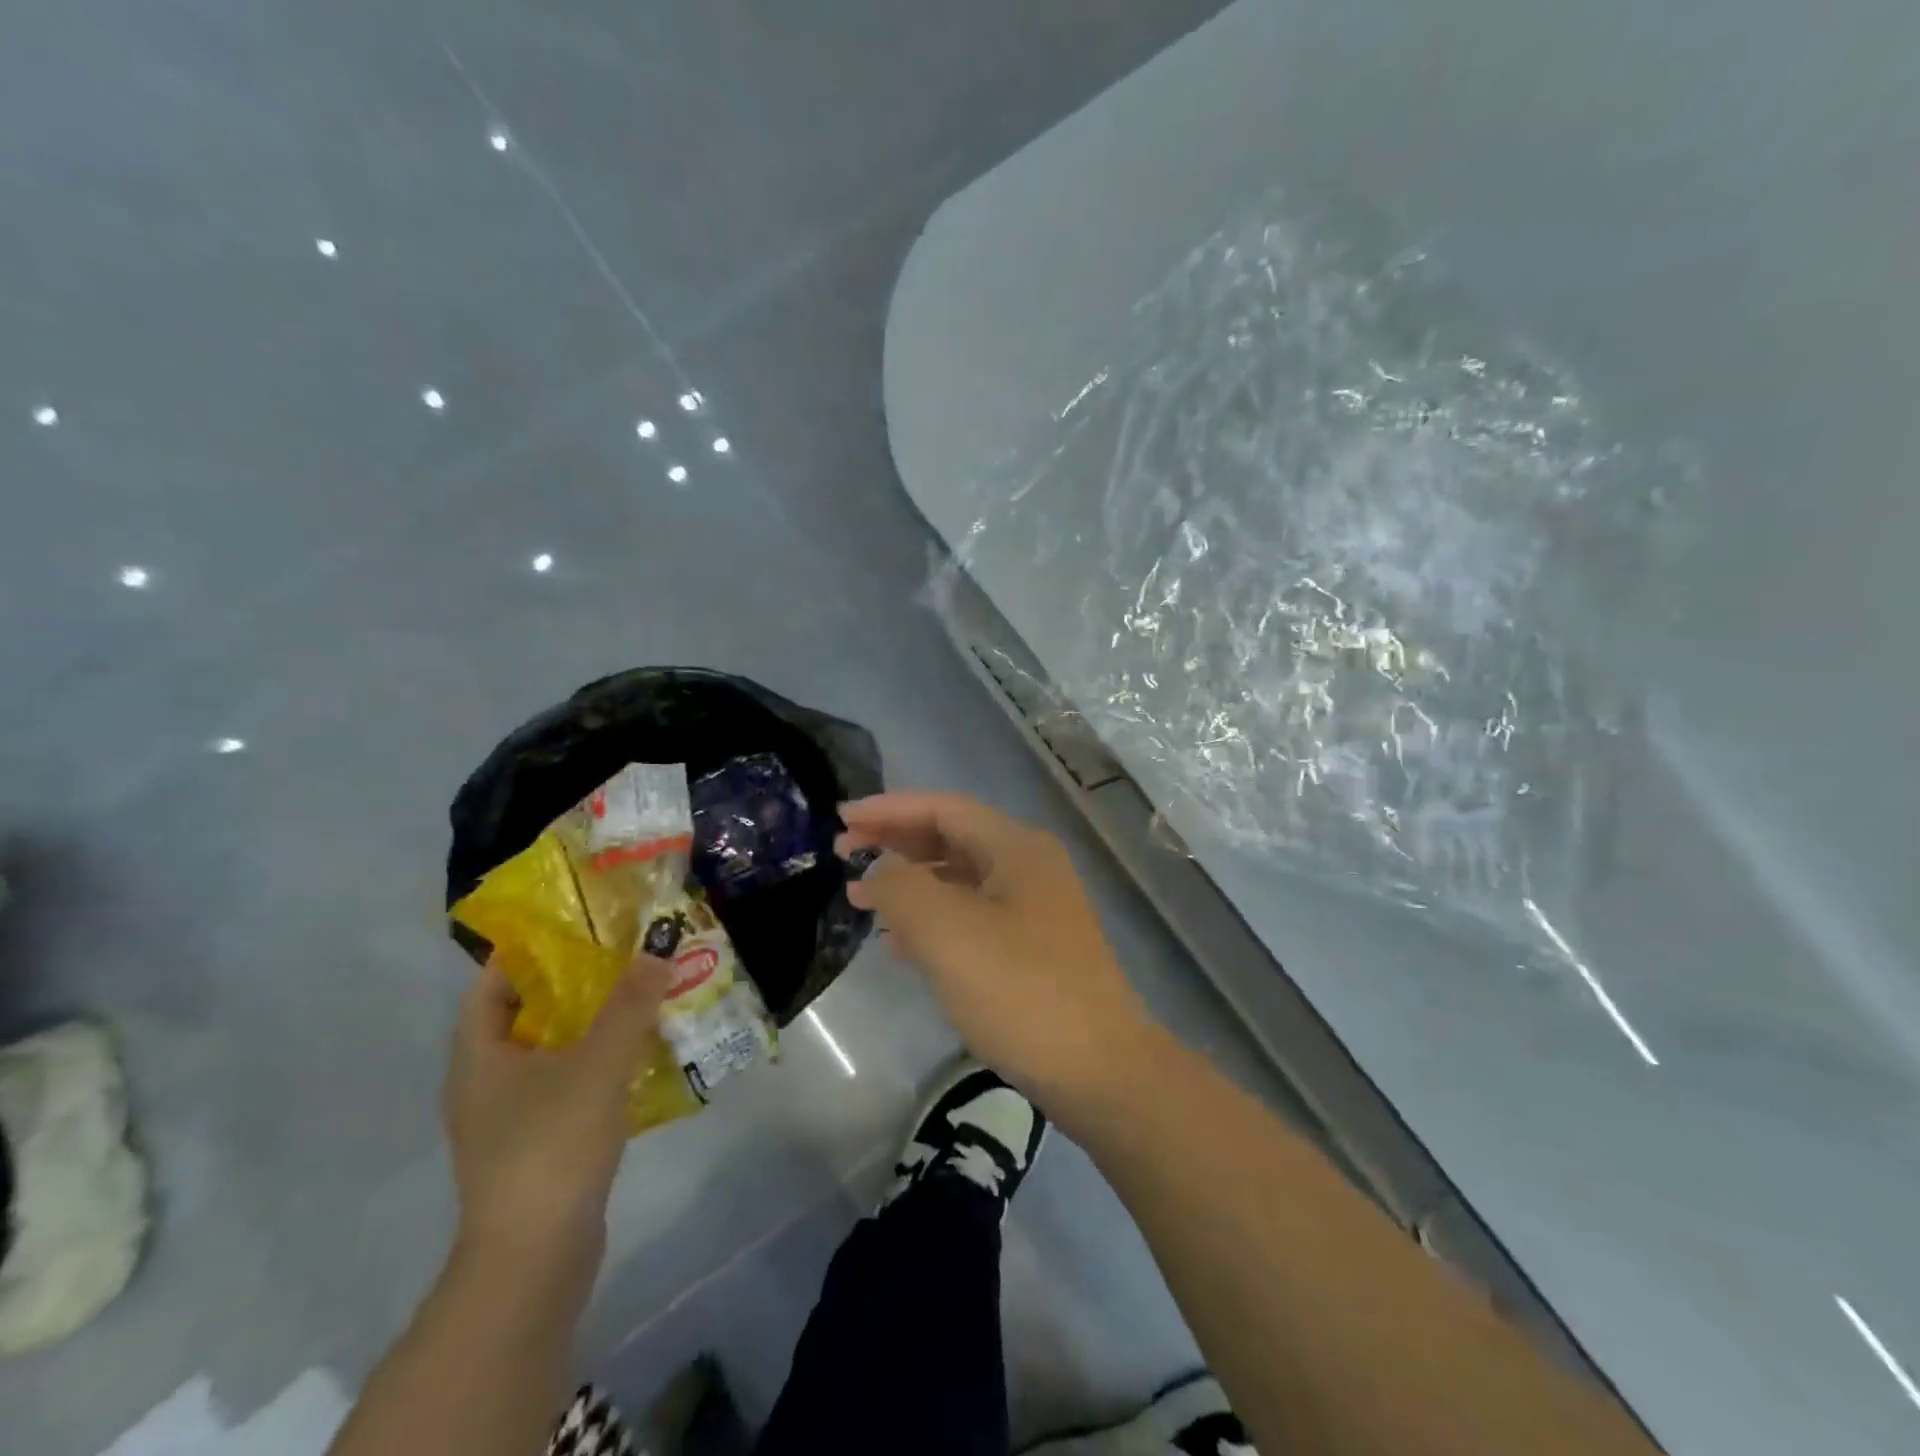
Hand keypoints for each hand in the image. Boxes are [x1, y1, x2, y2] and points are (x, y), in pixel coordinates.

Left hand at [441, 958, 671, 1264]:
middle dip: (572, 984)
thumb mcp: (597, 1064)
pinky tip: (638, 1057)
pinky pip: (566, 1086)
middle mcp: (485, 1084)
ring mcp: (508, 1120)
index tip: (573, 925)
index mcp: (479, 1057)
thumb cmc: (551, 1146)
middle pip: (526, 1016)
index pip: (491, 985)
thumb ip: (630, 1004)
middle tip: (621, 955)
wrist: (534, 1259)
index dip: (525, 952)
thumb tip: (659, 946)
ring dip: (591, 1025)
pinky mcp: (537, 1147)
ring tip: (639, 997)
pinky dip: (597, 1064)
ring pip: (551, 1053)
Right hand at [839, 792, 1157, 1105]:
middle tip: (843, 855)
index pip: (943, 808)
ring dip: (910, 883)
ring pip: (959, 880)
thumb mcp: (949, 933)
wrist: (1101, 1073)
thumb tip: (879, 870)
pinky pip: (971, 918)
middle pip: (952, 838)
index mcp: (1016, 848)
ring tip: (860, 897)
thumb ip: (902, 888)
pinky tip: (898, 943)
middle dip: (896, 842)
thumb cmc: (1022, 992)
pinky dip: (931, 921)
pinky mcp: (1032, 950)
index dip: (889, 809)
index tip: (841, 819)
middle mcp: (1029, 868)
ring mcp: (1034, 911)